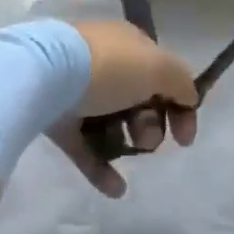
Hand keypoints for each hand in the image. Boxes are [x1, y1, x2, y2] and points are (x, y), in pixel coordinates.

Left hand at [48, 20, 197, 198]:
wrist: (44, 75)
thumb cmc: (108, 68)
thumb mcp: (157, 66)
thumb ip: (181, 82)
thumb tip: (188, 98)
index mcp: (129, 44)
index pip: (163, 74)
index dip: (180, 105)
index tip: (184, 138)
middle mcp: (106, 63)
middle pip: (140, 100)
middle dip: (151, 126)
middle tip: (145, 137)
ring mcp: (79, 91)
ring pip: (114, 123)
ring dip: (129, 146)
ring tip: (130, 155)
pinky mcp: (59, 118)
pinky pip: (86, 146)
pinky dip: (102, 167)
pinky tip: (116, 189)